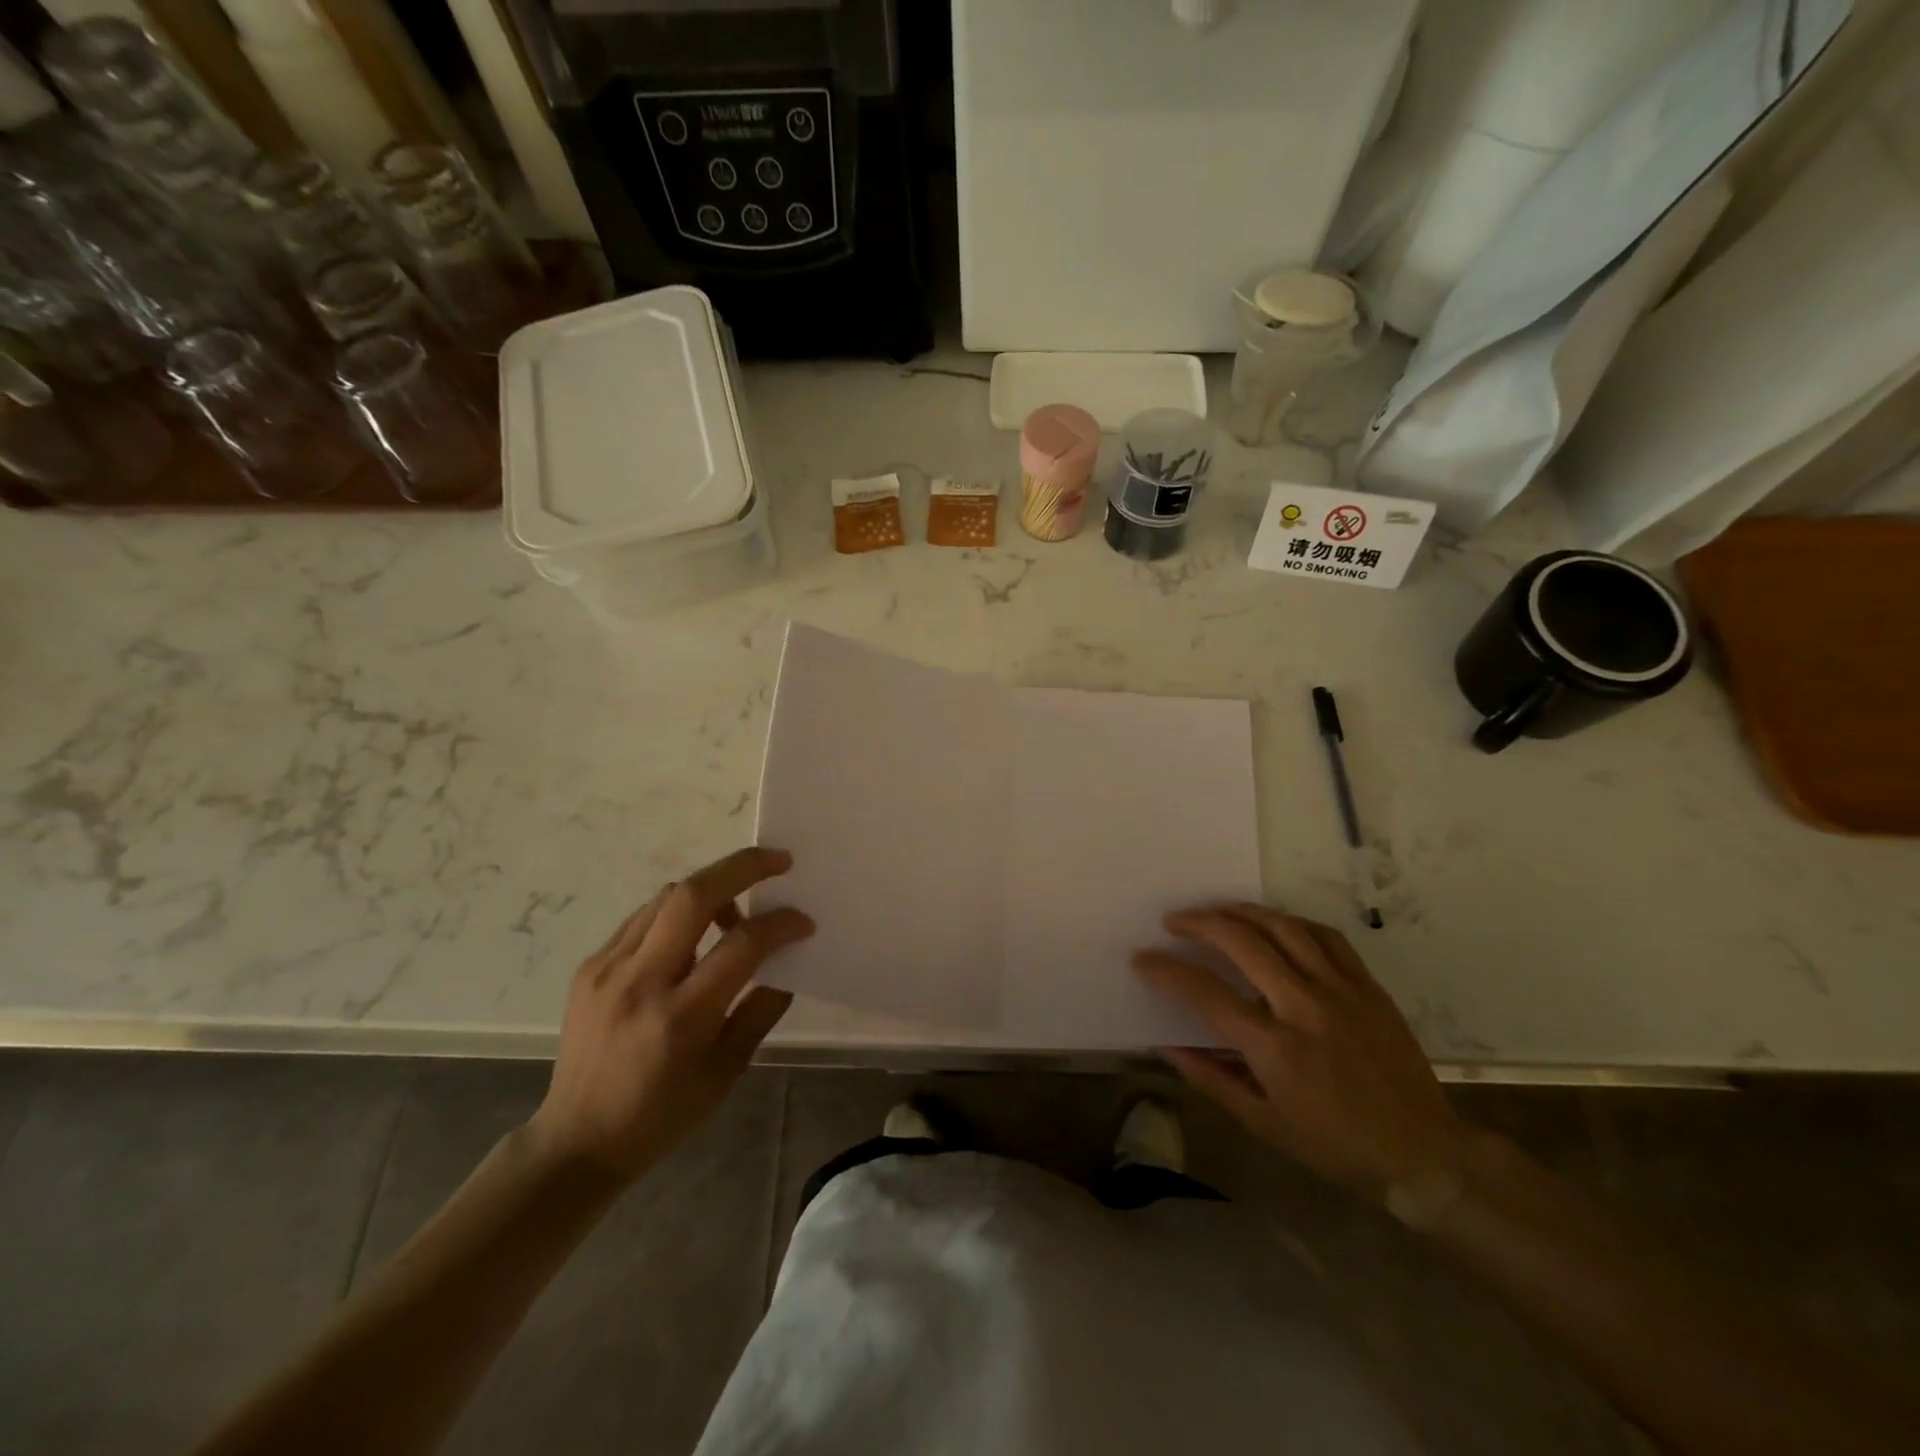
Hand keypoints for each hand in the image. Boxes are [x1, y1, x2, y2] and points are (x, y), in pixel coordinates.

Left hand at [527, 847, 813, 1181]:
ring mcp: (607, 969)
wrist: (577, 1140)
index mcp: (681, 1018)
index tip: (803, 921)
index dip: (780, 924)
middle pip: (693, 895)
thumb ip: (760, 1010)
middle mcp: (641, 982)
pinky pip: (643, 918)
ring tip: (735, 911)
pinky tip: (692, 934)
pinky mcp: (590, 966)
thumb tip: (784, 961)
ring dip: (711, 889)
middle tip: (778, 861)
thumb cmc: (662, 1114)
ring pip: (667, 897)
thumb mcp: (727, 1072)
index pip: (741, 945)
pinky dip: (677, 912)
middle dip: (742, 867)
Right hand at [1134, 904, 1464, 1204]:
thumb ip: (1212, 1079)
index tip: (1142, 959)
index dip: (1166, 971)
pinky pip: (1325, 936)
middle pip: (1241, 942)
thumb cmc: (1336, 1146)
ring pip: (1283, 927)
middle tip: (1173, 921)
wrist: (1423, 1154)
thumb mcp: (1265, 1123)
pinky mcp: (1367, 987)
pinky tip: (1274, 923)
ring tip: (1215, 910)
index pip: (1206, 994)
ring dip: (1241, 911)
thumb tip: (1167, 1047)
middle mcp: (1304, 1008)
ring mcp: (1340, 991)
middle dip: (1199, 923)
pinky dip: (1291, 922)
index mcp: (1275, 1049)